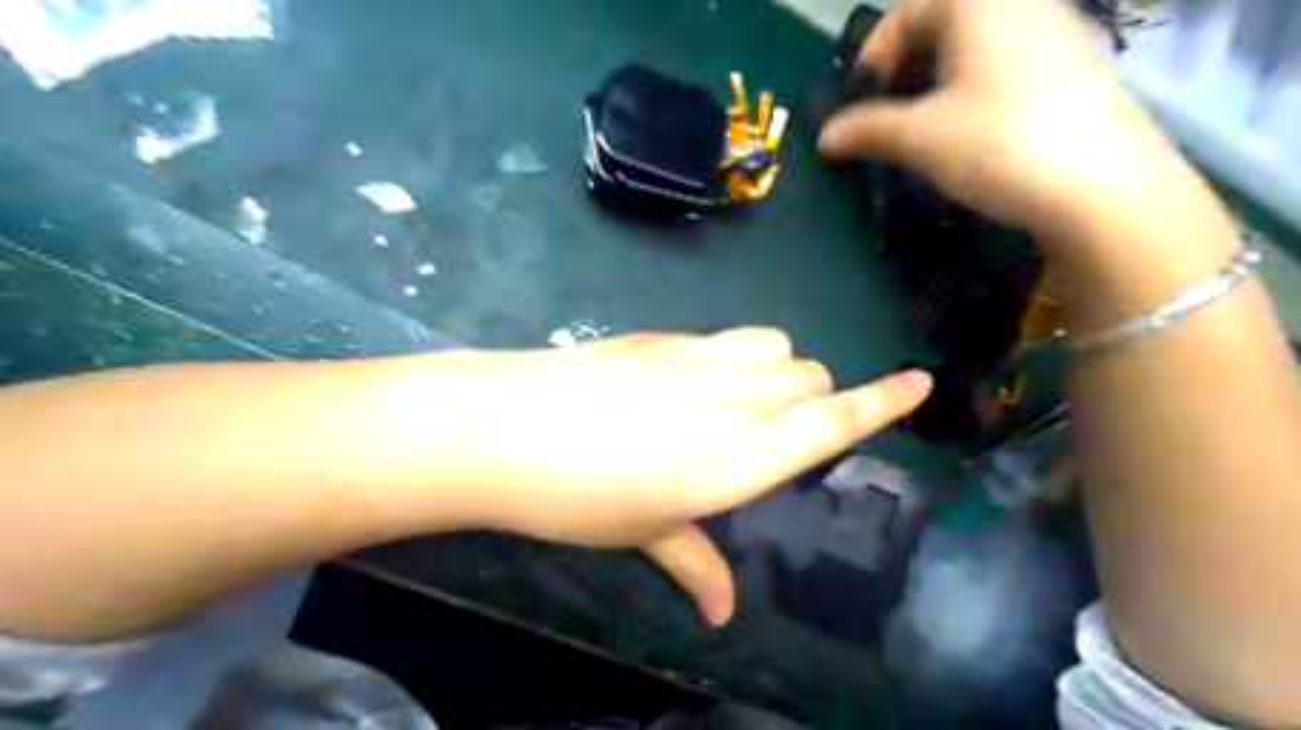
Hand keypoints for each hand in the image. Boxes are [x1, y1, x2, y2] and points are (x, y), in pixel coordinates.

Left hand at [401, 327, 930, 625]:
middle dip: (815, 396)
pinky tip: (691, 380)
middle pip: (812, 375)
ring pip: (777, 346)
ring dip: (779, 369)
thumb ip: (696, 564)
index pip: (836, 420)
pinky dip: (735, 356)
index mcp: (745, 456)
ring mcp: (701, 358)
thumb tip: (722, 611)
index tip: (919, 381)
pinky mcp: (665, 337)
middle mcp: (737, 398)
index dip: (884, 401)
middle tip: (776, 428)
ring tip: (743, 397)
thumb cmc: (580, 497)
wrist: (506, 429)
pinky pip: (727, 336)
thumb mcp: (646, 533)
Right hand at [817, 1, 1203, 256]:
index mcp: (980, 3)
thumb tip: (823, 138)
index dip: (873, 55)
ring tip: (920, 125)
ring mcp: (1055, 31)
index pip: (909, 11)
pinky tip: (968, 130)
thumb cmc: (999, 145)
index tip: (857, 101)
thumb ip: (866, 130)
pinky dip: (971, 87)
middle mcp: (1021, 4)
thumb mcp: (920, 138)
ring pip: (975, 43)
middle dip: (904, 66)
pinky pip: (1006, 61)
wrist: (1103, 188)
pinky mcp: (1075, 66)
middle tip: (885, 112)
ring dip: (935, 79)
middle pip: (943, 21)